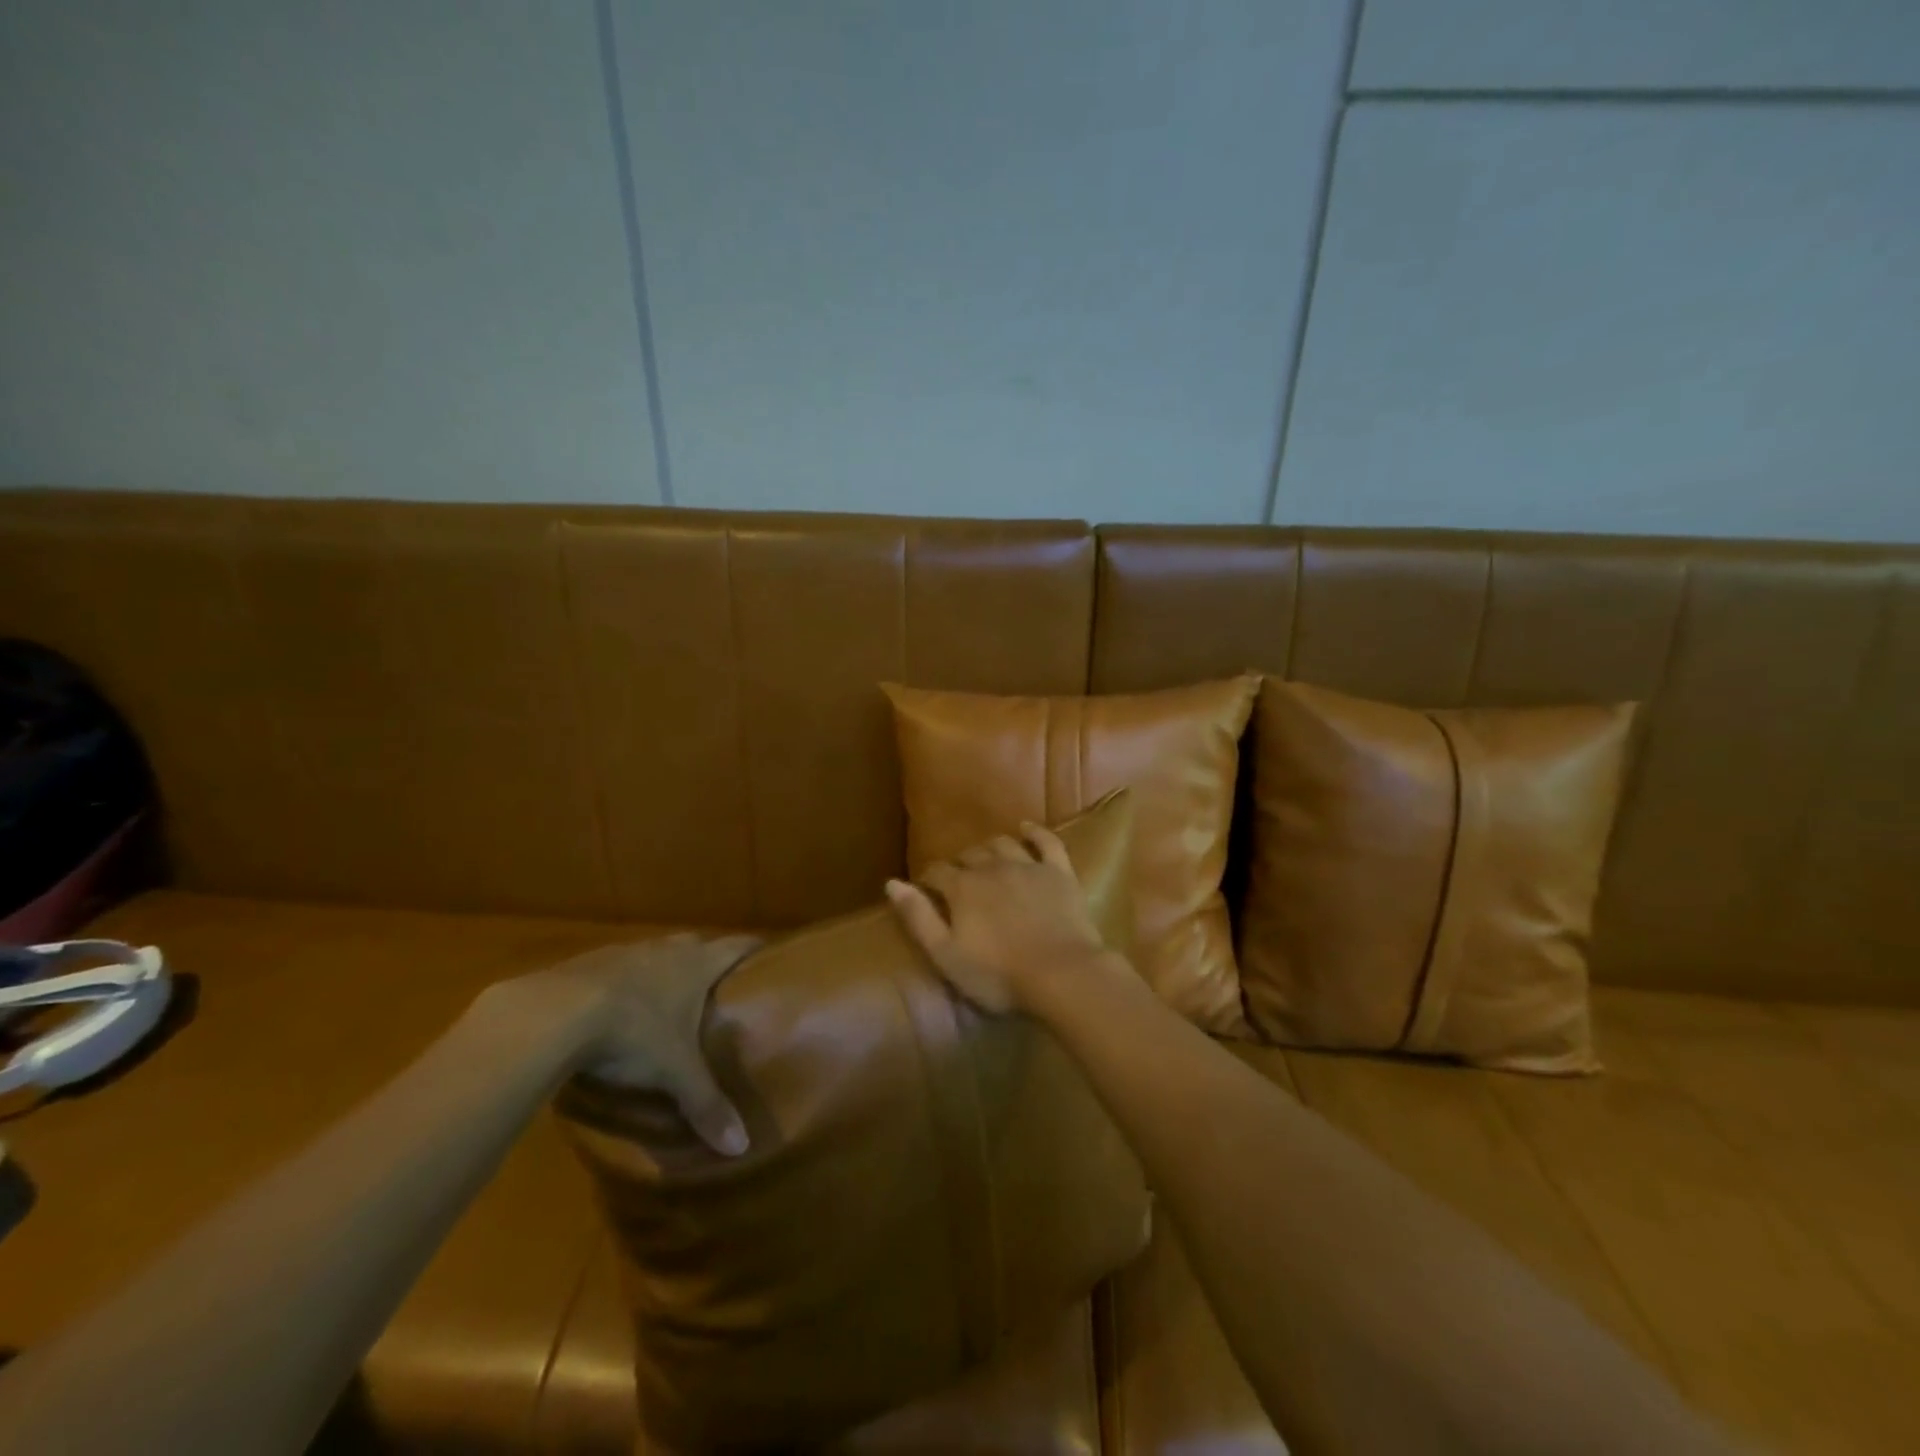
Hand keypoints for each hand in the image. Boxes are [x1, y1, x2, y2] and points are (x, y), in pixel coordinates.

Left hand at [477, 934, 759, 1154]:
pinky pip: (615, 968)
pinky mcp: (585, 964)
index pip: (737, 946)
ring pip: (654, 954)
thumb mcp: (674, 1073)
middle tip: (717, 985)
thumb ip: (706, 1104)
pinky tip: (613, 1008)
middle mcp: (665, 950)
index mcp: (696, 964)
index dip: (753, 948)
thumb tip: (741, 1147)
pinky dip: (622, 983)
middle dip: (708, 959)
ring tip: (665, 998)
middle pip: (696, 943)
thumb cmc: (632, 1033)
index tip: (768, 953)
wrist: (552, 1014)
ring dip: (662, 970)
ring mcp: (623, 952)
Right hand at [885, 823, 1108, 1012]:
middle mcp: (992, 867)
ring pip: (1002, 844)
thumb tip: (892, 883)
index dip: (929, 879)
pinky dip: (1034, 832)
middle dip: (958, 864)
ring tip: (984, 857)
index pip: (937, 872)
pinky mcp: (1059, 872)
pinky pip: (1046, 841)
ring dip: (989, 847)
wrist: (1062, 974)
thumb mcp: (946, 955)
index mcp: (963, 887)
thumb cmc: (998, 974)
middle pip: (969, 855)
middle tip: (957, 879)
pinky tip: (1026, 828)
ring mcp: (1029, 866)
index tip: (927, 889)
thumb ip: (918, 918)